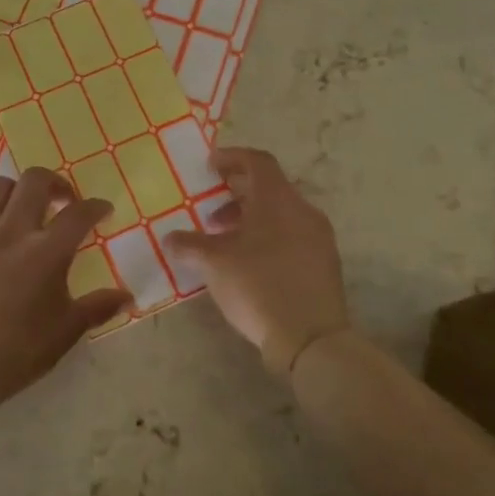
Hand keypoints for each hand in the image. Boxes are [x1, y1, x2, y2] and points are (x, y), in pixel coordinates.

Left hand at [0, 168, 131, 421]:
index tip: (102, 210)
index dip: (96, 206)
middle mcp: (12, 232)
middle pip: (35, 181)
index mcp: (47, 252)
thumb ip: (98, 307)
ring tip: (22, 210)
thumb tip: (127, 296)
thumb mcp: (66, 332)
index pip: (79, 213)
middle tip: (62, 201)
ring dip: (16, 191)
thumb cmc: (17, 353)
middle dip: (55, 183)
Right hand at [163, 147, 349, 376]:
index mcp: (278, 200)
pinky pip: (292, 236)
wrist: (310, 338)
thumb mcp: (214, 263)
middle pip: (270, 187)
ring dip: (251, 218)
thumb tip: (169, 239)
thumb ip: (189, 245)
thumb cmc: (258, 286)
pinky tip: (248, 262)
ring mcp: (319, 238)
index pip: (258, 162)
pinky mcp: (324, 263)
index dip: (232, 158)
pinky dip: (268, 237)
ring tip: (224, 241)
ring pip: (281, 214)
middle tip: (210, 208)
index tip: (210, 165)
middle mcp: (303, 211)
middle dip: (237, 193)